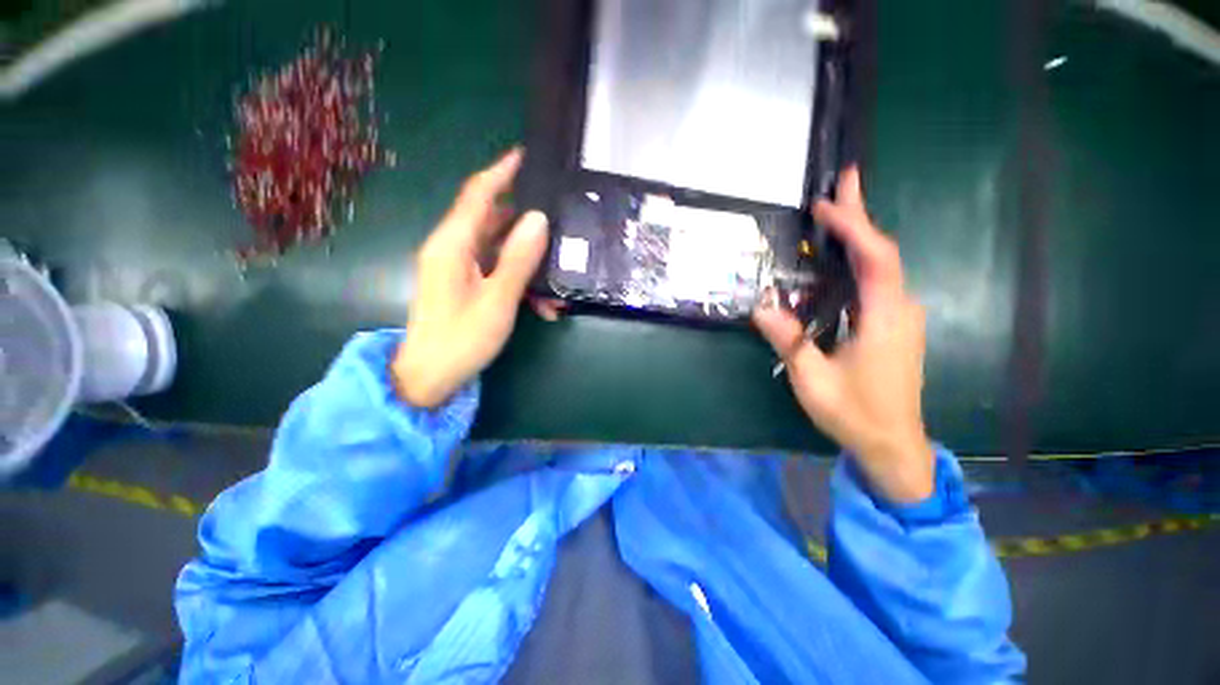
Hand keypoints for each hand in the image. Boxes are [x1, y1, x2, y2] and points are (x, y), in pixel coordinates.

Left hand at [392, 149, 549, 407]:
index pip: (478, 195)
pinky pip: (499, 272)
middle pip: (492, 220)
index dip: (501, 172)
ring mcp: (460, 268)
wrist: (430, 376)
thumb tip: (537, 218)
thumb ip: (518, 258)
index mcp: (453, 244)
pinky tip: (544, 306)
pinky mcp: (467, 285)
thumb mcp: (498, 299)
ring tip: (558, 278)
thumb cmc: (462, 338)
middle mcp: (454, 249)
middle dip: (526, 220)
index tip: (526, 155)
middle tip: (559, 216)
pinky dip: (522, 283)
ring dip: (530, 262)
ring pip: (501, 250)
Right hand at [754, 169, 934, 503]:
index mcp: (885, 319)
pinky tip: (839, 260)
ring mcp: (901, 318)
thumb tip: (761, 306)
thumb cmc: (854, 413)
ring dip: (858, 237)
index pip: (876, 258)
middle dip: (861, 216)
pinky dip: (859, 261)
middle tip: (844, 181)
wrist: (892, 444)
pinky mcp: (894, 326)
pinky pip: (878, 283)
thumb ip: (788, 340)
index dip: (854, 226)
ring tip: (835, 214)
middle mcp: (901, 309)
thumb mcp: (812, 379)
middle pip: (884, 252)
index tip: (826, 203)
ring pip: (883, 266)